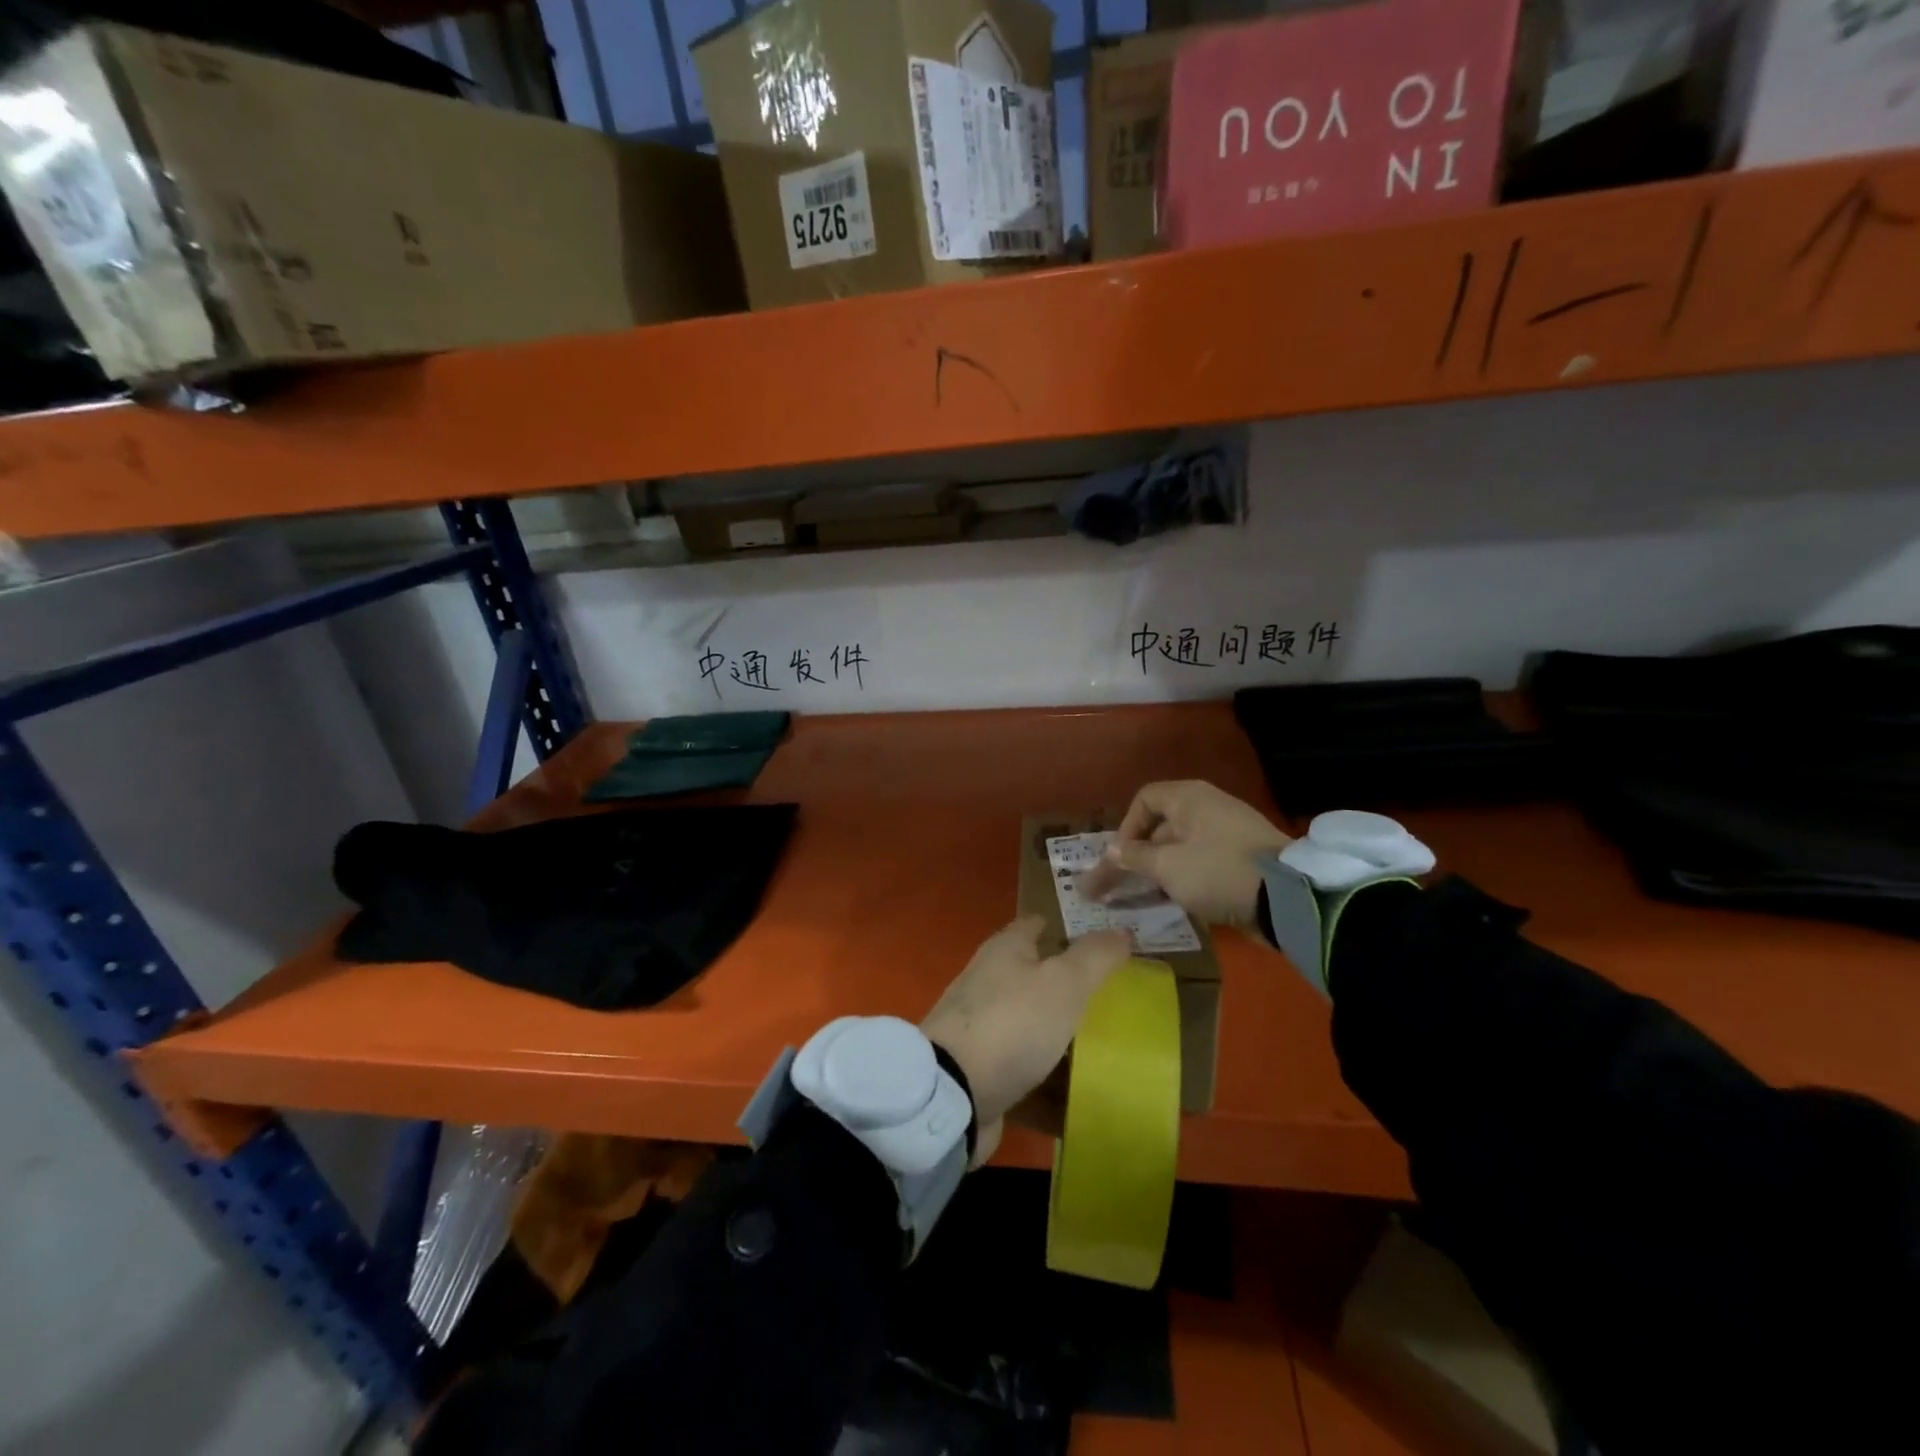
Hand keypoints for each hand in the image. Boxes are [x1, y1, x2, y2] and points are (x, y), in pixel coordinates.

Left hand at [922, 916, 1131, 1164]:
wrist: (953, 1093)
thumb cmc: (1012, 1023)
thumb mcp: (1064, 983)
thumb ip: (1095, 956)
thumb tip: (1121, 929)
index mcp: (1005, 949)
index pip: (1038, 924)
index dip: (1068, 926)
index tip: (1103, 938)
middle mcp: (988, 978)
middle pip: (1032, 970)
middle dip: (1066, 978)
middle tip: (1113, 991)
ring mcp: (980, 1023)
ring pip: (1028, 1015)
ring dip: (1056, 1023)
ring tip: (1103, 1036)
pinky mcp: (979, 1065)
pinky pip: (1021, 1058)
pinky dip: (1044, 1064)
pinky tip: (1073, 1078)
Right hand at [1080, 780, 1290, 926]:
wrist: (1286, 898)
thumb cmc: (1217, 871)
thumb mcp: (1167, 866)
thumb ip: (1134, 857)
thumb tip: (1111, 851)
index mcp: (1189, 798)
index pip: (1145, 799)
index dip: (1126, 827)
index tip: (1120, 858)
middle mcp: (1208, 807)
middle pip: (1162, 825)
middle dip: (1138, 855)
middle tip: (1122, 885)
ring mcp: (1228, 833)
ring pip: (1181, 847)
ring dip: (1160, 870)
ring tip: (1145, 897)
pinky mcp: (1242, 859)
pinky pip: (1202, 861)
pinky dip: (1184, 877)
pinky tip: (1176, 900)